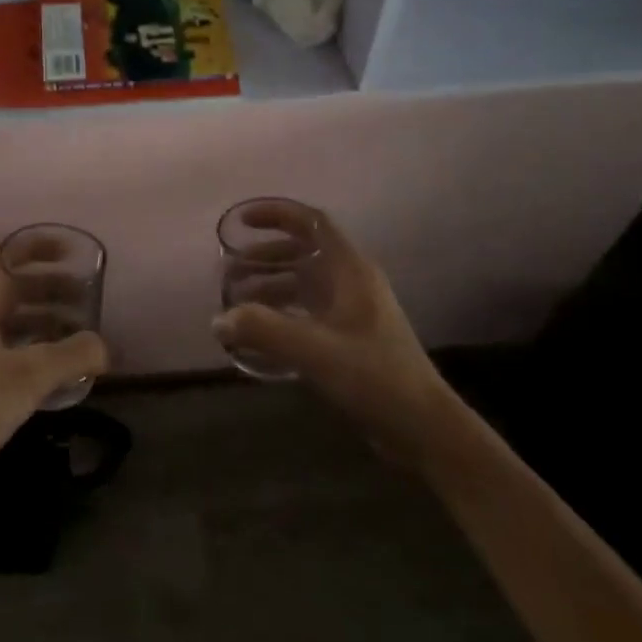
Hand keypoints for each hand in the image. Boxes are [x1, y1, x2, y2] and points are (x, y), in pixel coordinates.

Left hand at [0, 243, 107, 519]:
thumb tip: (105, 347)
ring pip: (16, 320)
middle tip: (90, 296)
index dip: (38, 245)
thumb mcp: (28, 376)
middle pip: (14, 286)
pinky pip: (14, 349)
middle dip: (52, 286)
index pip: (4, 253)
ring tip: (84, 332)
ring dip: (49, 319)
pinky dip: (40, 349)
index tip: (74, 251)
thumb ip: (72, 355)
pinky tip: (65, 368)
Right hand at [211, 201, 439, 427]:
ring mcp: (353, 311)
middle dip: (264, 257)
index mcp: (350, 271)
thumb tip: (218, 320)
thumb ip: (264, 331)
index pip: (312, 223)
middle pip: (303, 253)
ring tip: (237, 302)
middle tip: (229, 272)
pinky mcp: (351, 339)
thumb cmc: (374, 377)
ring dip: (270, 286)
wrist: (423, 428)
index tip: (242, 221)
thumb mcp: (315, 351)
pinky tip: (260, 335)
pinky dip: (281, 313)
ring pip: (305, 284)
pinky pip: (308, 311)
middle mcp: (352, 283)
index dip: (277, 213)